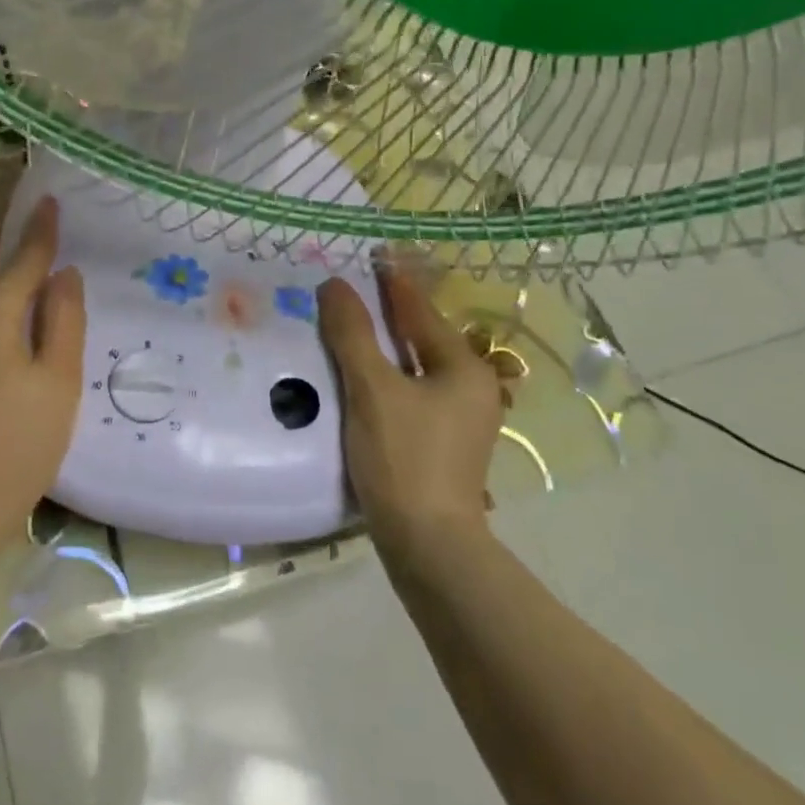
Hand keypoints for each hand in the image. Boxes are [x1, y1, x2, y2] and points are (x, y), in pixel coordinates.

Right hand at [317, 266, 505, 549]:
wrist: (427, 546)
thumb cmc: (403, 458)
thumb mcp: (372, 389)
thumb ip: (352, 334)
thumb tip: (334, 284)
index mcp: (462, 369)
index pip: (421, 313)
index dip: (393, 285)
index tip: (371, 258)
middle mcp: (470, 390)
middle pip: (421, 340)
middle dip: (387, 317)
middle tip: (351, 294)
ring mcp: (459, 422)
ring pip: (415, 370)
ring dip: (384, 351)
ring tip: (349, 332)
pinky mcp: (441, 446)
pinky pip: (410, 396)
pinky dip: (386, 380)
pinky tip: (360, 382)